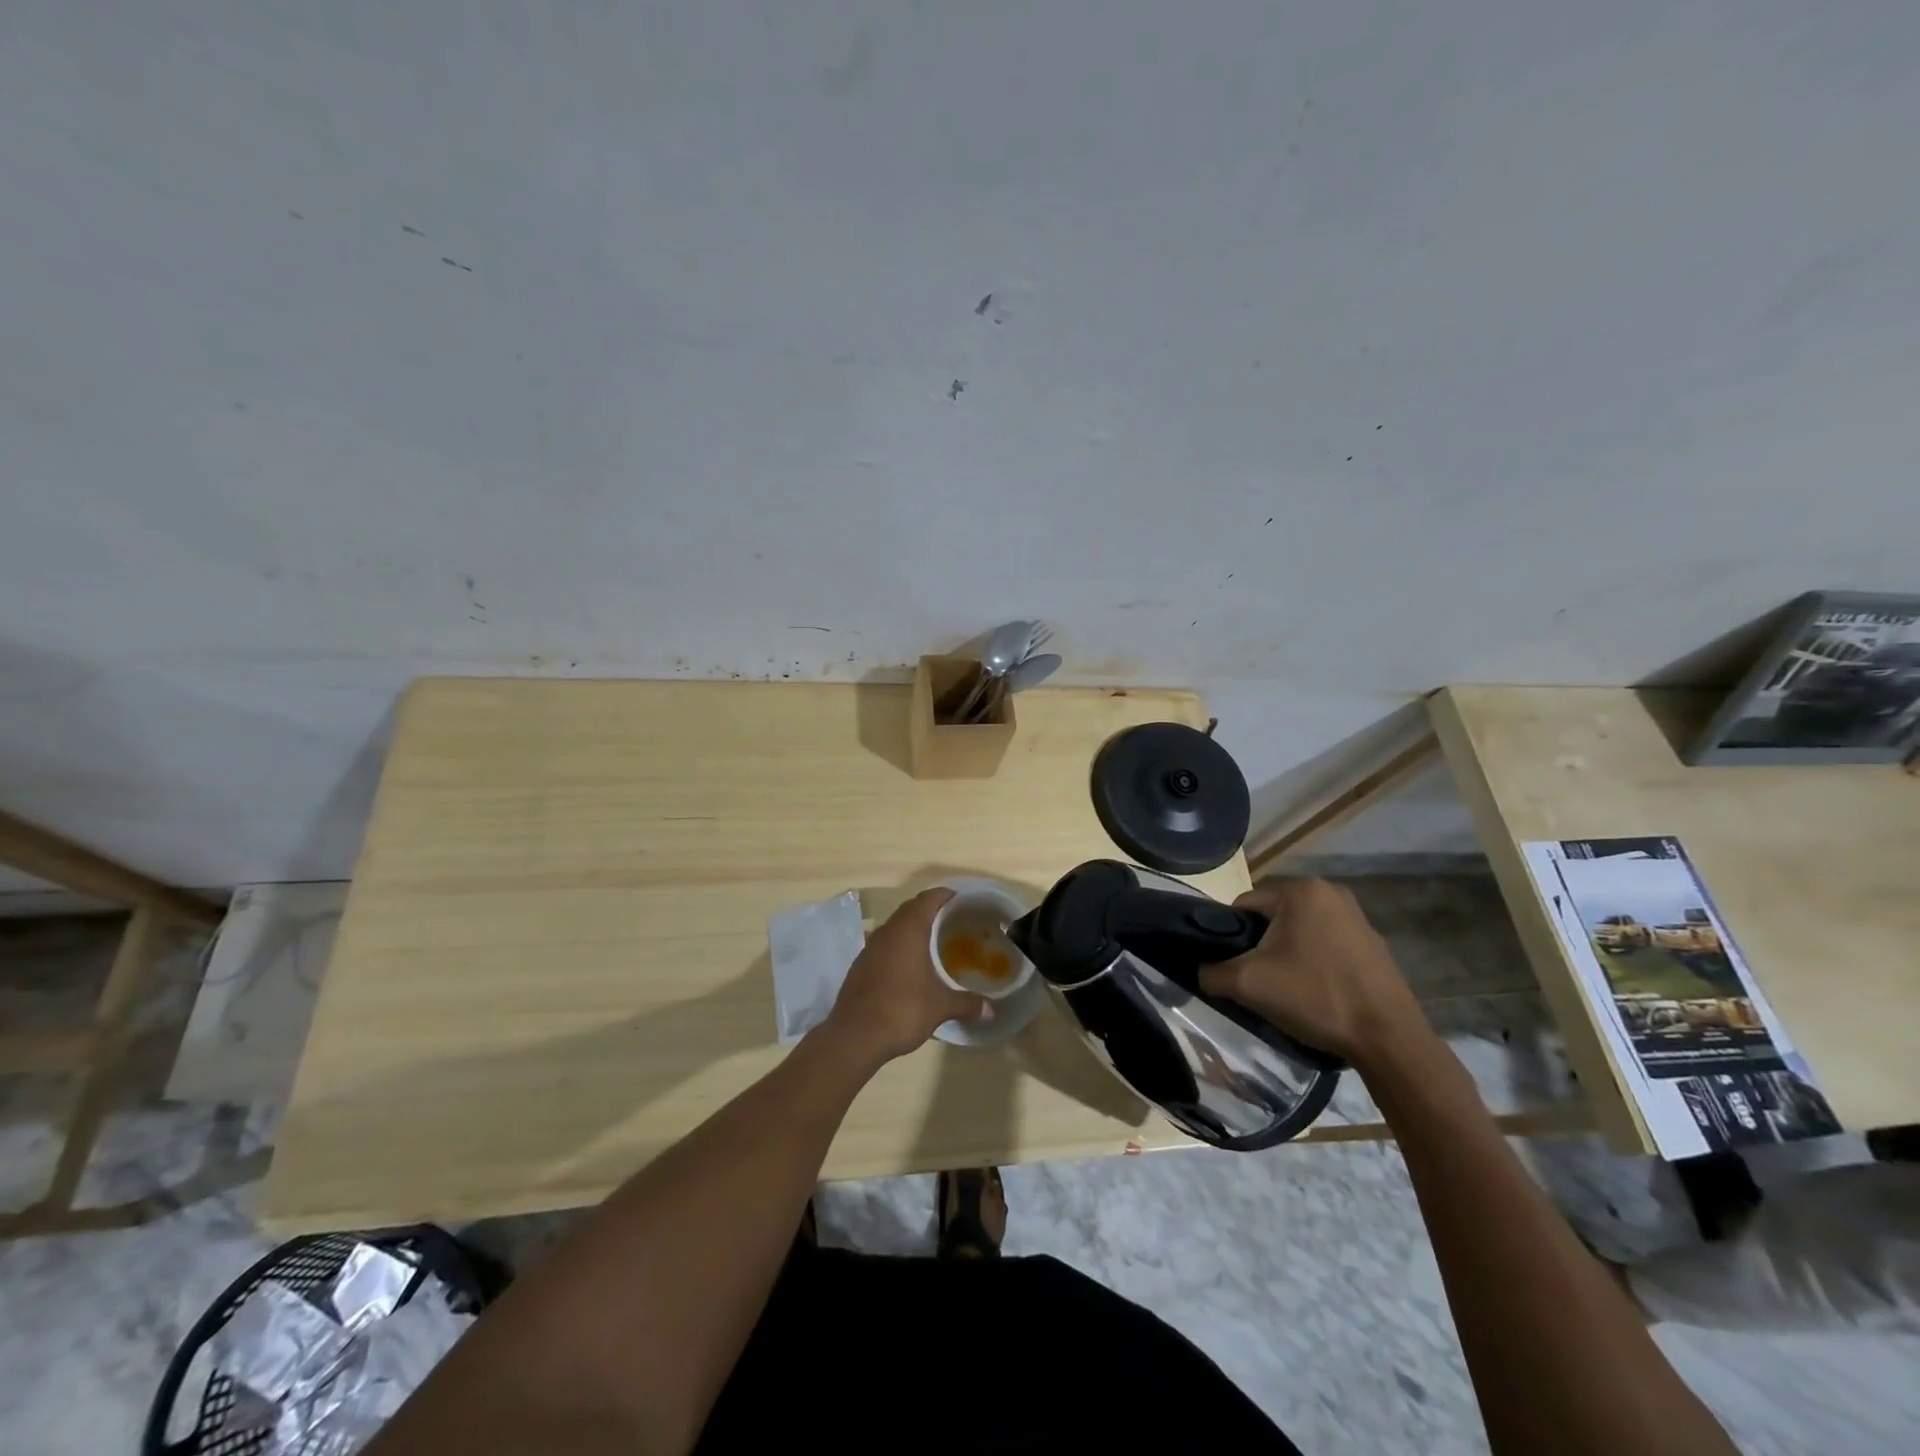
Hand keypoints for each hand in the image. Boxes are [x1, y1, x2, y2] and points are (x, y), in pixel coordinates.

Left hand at [824, 889, 988, 1063]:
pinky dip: (900, 946)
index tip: (964, 901)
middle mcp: (887, 931)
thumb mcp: (940, 1007)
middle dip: (932, 910)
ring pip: (896, 926)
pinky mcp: (861, 964)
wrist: (854, 1036)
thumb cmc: (901, 1010)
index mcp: (908, 930)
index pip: (928, 898)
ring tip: (935, 942)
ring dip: (914, 928)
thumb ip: (966, 1003)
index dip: (946, 895)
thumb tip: (991, 1010)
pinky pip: (885, 944)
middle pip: (911, 908)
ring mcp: (870, 947)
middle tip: (955, 922)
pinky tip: (911, 966)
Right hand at [1198, 879, 1431, 1068]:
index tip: (1234, 968)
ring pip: (1300, 933)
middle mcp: (1331, 892)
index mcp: (1301, 890)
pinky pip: (1327, 947)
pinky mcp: (1374, 945)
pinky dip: (1315, 965)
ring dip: (1288, 956)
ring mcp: (1358, 918)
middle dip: (1261, 947)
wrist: (1388, 1039)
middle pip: (1273, 918)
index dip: (1230, 937)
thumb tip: (1201, 972)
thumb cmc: (1315, 997)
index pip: (1244, 906)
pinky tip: (1318, 995)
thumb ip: (1212, 972)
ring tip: (1288, 992)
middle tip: (1260, 983)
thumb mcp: (1248, 984)